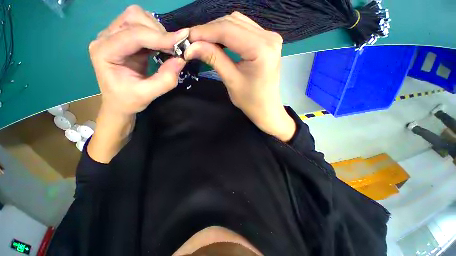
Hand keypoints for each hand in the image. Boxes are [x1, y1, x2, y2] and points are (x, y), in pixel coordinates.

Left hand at [89, 5, 187, 116]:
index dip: (159, 37)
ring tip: (168, 48)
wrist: (119, 103)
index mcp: (105, 52)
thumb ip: (165, 80)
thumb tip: (181, 60)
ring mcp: (114, 35)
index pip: (133, 35)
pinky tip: (163, 47)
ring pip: (138, 18)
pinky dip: (157, 34)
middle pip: (134, 18)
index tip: (182, 42)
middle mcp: (106, 38)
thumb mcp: (147, 95)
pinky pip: (142, 26)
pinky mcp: (124, 38)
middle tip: (174, 49)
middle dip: (158, 31)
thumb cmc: (128, 101)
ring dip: (158, 31)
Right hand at [185, 12, 295, 141]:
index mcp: (262, 49)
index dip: (205, 32)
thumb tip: (191, 46)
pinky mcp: (267, 41)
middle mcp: (269, 37)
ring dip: (218, 30)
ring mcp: (269, 37)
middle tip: (194, 42)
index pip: (228, 30)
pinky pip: (243, 29)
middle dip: (210, 30)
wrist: (266, 108)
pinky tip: (219, 42)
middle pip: (232, 22)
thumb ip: (213, 59)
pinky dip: (228, 33)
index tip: (187, 37)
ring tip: (204, 42)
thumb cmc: (251, 101)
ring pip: (237, 23)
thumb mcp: (231, 80)